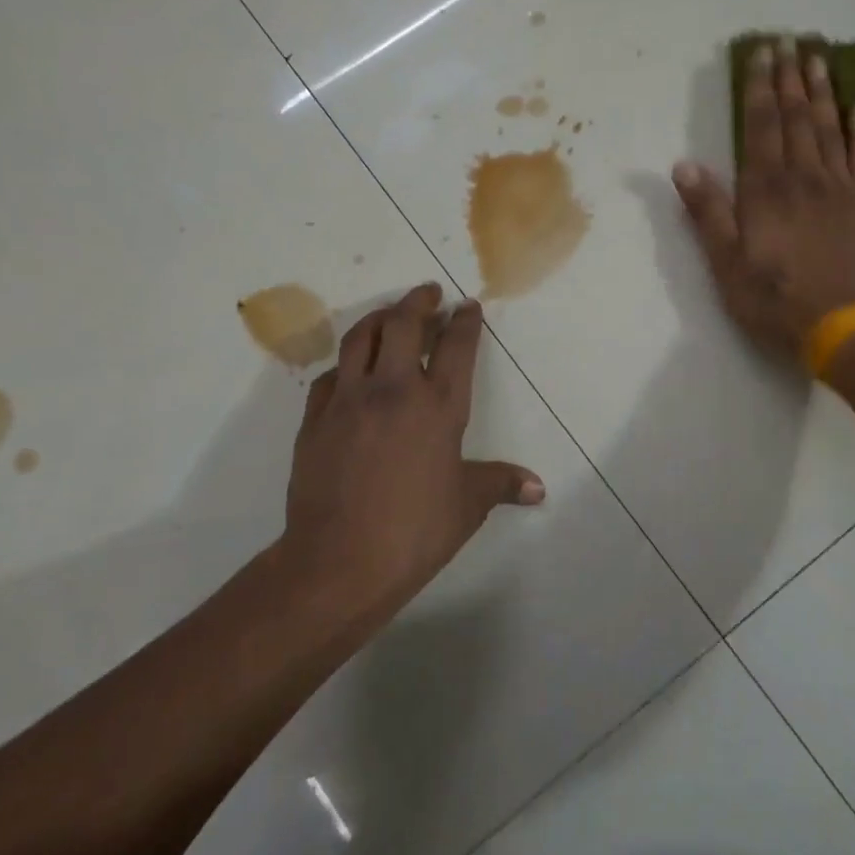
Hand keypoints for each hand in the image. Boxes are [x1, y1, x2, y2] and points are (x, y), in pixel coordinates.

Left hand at [280, 284, 544, 626]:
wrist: (338, 561)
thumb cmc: (414, 531)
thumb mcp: (468, 505)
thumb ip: (501, 484)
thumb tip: (539, 489)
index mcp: (438, 406)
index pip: (456, 346)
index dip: (464, 321)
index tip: (467, 306)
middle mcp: (393, 390)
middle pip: (403, 324)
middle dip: (418, 301)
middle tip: (428, 293)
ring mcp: (348, 400)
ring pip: (360, 337)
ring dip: (379, 318)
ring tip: (390, 314)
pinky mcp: (315, 418)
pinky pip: (330, 375)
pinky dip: (346, 363)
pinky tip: (350, 370)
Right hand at [672, 42, 854, 360]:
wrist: (846, 326)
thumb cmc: (776, 299)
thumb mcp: (726, 263)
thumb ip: (707, 212)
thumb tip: (684, 165)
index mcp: (767, 190)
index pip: (761, 127)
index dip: (760, 88)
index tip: (762, 54)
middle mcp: (805, 177)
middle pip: (797, 118)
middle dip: (790, 79)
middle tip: (790, 43)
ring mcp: (841, 188)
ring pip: (830, 129)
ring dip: (823, 92)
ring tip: (818, 61)